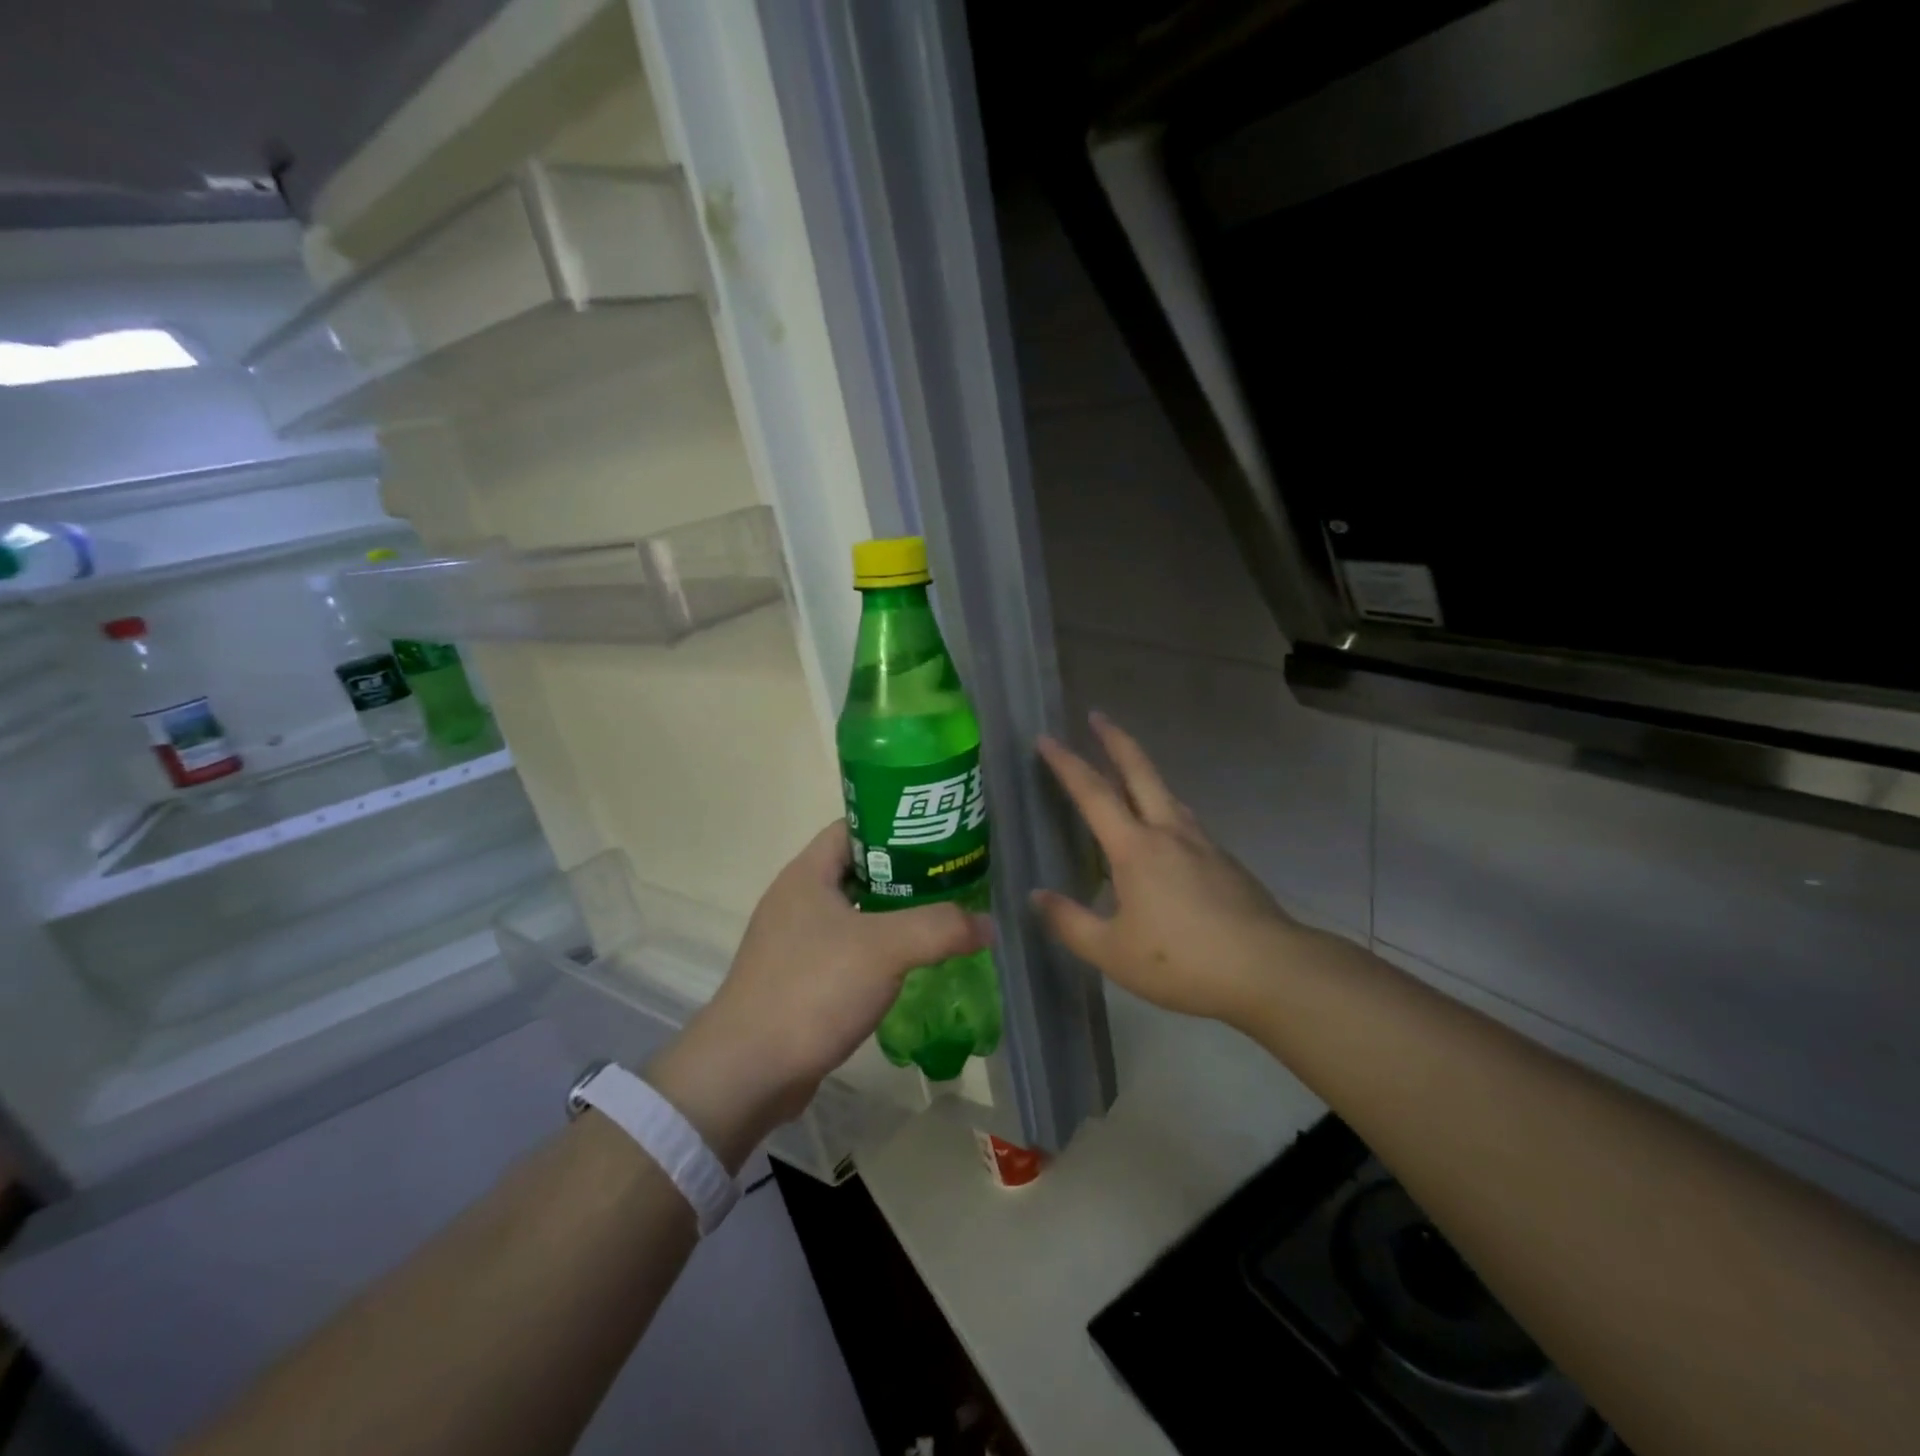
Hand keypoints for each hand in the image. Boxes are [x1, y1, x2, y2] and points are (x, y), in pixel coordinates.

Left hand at [646, 822, 991, 1167]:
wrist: (748, 1071)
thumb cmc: (812, 988)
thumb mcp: (885, 948)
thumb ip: (941, 928)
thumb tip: (989, 925)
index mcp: (807, 874)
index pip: (856, 827)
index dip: (897, 825)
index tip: (940, 836)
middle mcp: (798, 899)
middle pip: (860, 870)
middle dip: (906, 874)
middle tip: (953, 879)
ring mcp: (795, 941)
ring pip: (856, 913)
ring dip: (895, 915)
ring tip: (942, 918)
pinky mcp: (800, 979)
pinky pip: (849, 950)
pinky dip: (880, 950)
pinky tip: (911, 965)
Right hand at [1031, 712, 1300, 1028]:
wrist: (1269, 969)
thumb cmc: (1183, 961)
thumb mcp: (1112, 952)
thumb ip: (1069, 923)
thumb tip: (1036, 896)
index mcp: (1135, 848)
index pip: (1093, 793)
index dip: (1066, 764)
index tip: (1046, 738)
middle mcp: (1169, 832)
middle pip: (1140, 772)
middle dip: (1115, 740)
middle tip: (1097, 716)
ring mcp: (1202, 844)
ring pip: (1167, 794)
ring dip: (1143, 772)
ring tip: (1128, 772)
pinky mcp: (1225, 862)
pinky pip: (1185, 821)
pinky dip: (1165, 809)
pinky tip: (1165, 834)